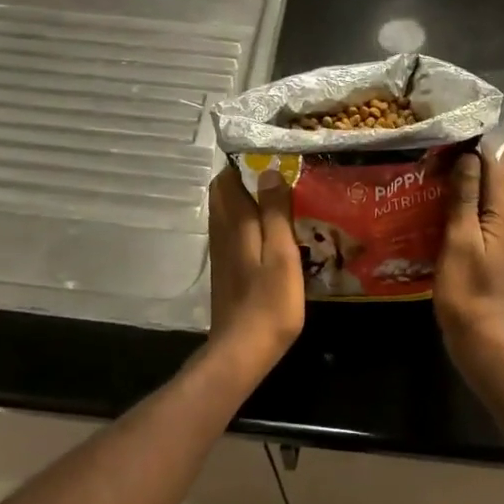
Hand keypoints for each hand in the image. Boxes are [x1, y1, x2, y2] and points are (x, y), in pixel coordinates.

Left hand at [207, 166, 305, 378]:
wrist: (242, 349)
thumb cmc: (269, 301)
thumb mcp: (281, 253)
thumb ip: (275, 211)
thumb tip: (268, 170)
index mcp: (235, 224)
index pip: (228, 180)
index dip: (243, 163)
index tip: (270, 154)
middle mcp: (222, 233)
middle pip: (224, 195)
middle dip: (244, 179)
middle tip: (278, 175)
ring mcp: (222, 254)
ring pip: (227, 214)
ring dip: (246, 201)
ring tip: (278, 198)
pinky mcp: (227, 271)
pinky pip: (233, 233)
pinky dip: (247, 223)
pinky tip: (269, 232)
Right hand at [434, 150, 503, 355]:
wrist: (482, 338)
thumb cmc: (467, 288)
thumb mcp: (460, 239)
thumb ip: (465, 197)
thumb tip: (469, 156)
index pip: (492, 165)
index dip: (468, 151)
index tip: (438, 143)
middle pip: (489, 182)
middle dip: (460, 170)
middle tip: (425, 164)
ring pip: (483, 203)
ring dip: (458, 193)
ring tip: (425, 185)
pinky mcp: (497, 253)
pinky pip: (481, 222)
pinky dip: (461, 214)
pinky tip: (436, 216)